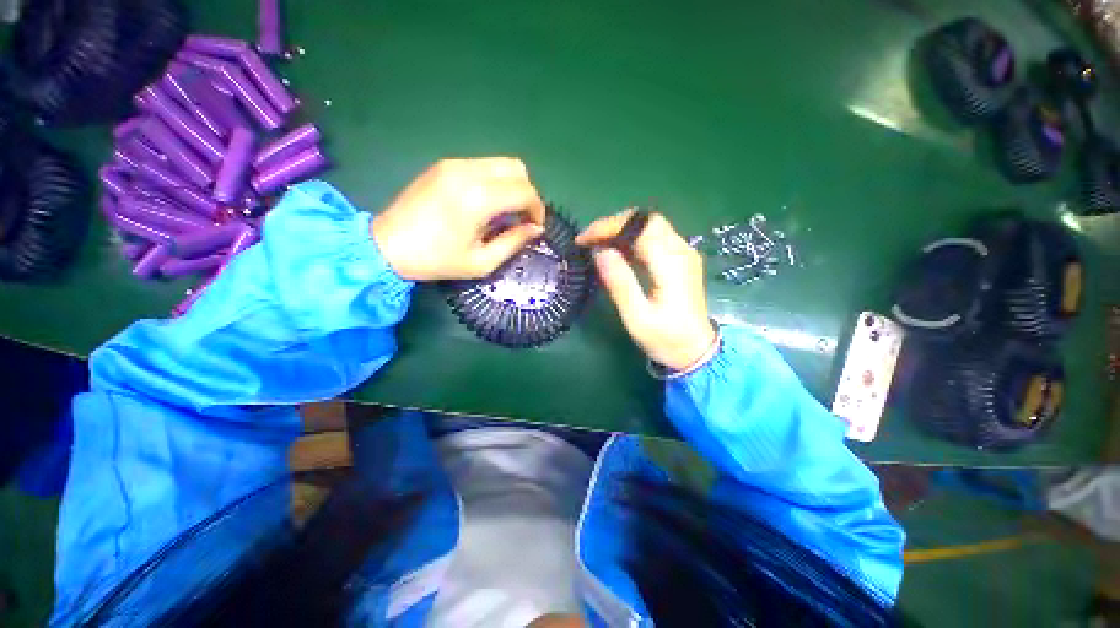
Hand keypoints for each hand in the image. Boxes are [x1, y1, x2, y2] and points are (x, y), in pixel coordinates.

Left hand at [371, 158, 546, 280]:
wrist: (387, 246)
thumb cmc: (437, 260)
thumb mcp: (482, 262)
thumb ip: (514, 242)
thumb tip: (536, 229)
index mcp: (478, 199)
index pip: (524, 191)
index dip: (537, 209)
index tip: (535, 226)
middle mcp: (468, 172)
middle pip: (517, 168)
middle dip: (528, 193)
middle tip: (522, 217)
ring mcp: (453, 164)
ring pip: (501, 163)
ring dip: (511, 185)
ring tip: (504, 212)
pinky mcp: (443, 164)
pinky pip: (482, 165)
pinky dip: (494, 181)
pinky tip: (485, 203)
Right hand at [576, 210, 715, 370]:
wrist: (695, 352)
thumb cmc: (665, 338)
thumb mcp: (637, 317)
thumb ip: (620, 282)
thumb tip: (600, 252)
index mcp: (672, 263)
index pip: (640, 227)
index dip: (609, 227)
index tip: (583, 239)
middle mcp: (682, 251)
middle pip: (647, 220)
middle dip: (614, 225)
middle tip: (590, 240)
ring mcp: (684, 254)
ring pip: (651, 226)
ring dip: (622, 231)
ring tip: (597, 245)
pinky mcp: (681, 260)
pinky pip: (655, 238)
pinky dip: (632, 240)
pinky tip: (617, 253)